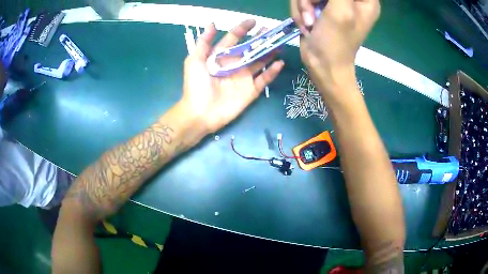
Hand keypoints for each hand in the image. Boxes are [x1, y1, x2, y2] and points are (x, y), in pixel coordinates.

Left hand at [180, 20, 283, 133]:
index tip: (253, 22)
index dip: (242, 29)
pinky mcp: (251, 90)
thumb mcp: (194, 61)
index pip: (234, 39)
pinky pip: (264, 79)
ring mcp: (244, 77)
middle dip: (260, 39)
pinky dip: (272, 71)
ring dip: (269, 52)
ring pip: (260, 61)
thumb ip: (204, 43)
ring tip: (279, 43)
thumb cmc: (195, 85)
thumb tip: (212, 24)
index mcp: (221, 56)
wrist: (200, 113)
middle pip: (250, 49)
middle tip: (271, 31)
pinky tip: (279, 63)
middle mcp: (234, 65)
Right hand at [290, 0, 379, 98]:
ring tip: (310, 23)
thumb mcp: (340, 10)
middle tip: (313, 12)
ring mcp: (334, 2)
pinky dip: (300, 11)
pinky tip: (307, 25)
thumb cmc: (336, 42)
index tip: (326, 3)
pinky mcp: (320, 7)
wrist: (322, 65)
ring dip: (303, 5)